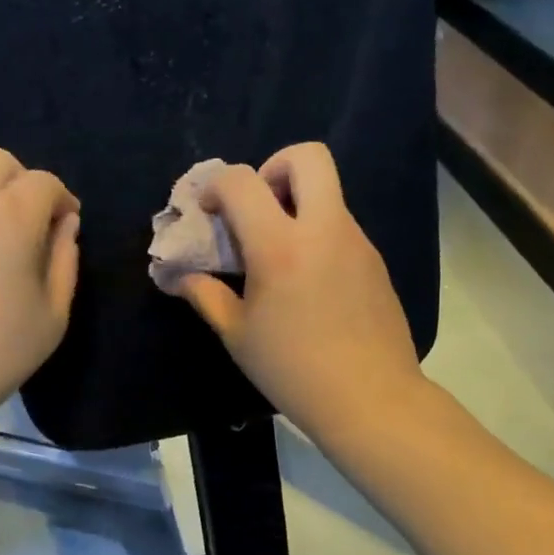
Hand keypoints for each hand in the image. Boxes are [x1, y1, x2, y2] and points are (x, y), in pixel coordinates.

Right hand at [178, 143, 426, 442]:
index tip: (209, 212)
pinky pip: (340, 225)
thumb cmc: (292, 370)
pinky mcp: (374, 260)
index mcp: (280, 247)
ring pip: (327, 192)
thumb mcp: (237, 335)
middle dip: (274, 166)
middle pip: (307, 156)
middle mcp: (323, 229)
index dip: (217, 186)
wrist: (370, 398)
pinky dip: (317, 233)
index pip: (243, 181)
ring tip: (278, 254)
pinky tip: (307, 282)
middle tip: (257, 208)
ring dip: (296, 204)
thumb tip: (179, 277)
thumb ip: (205, 295)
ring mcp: (356, 241)